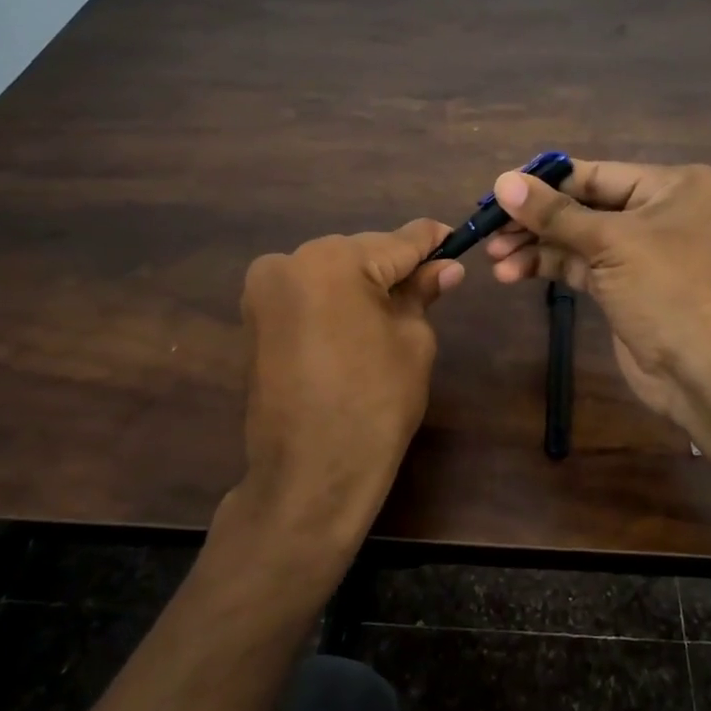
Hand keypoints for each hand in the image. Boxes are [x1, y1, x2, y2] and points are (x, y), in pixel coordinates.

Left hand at [223, 219, 462, 566]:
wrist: (311, 473)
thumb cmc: (375, 404)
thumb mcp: (412, 341)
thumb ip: (422, 293)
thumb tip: (446, 268)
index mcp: (333, 261)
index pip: (397, 241)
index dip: (432, 241)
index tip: (455, 237)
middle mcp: (290, 261)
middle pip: (360, 252)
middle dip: (394, 266)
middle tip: (432, 282)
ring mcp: (264, 290)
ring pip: (331, 270)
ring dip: (362, 283)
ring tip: (396, 308)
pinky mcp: (255, 317)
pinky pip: (307, 294)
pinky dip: (334, 300)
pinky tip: (359, 323)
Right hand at [484, 160, 710, 431]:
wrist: (707, 373)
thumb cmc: (671, 290)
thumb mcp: (611, 243)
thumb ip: (554, 213)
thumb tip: (502, 181)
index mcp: (675, 185)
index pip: (597, 174)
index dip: (546, 182)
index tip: (498, 190)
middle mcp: (662, 212)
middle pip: (585, 205)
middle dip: (537, 219)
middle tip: (489, 229)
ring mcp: (644, 252)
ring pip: (579, 238)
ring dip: (536, 246)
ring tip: (493, 258)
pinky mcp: (627, 286)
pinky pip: (582, 266)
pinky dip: (549, 267)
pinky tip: (513, 273)